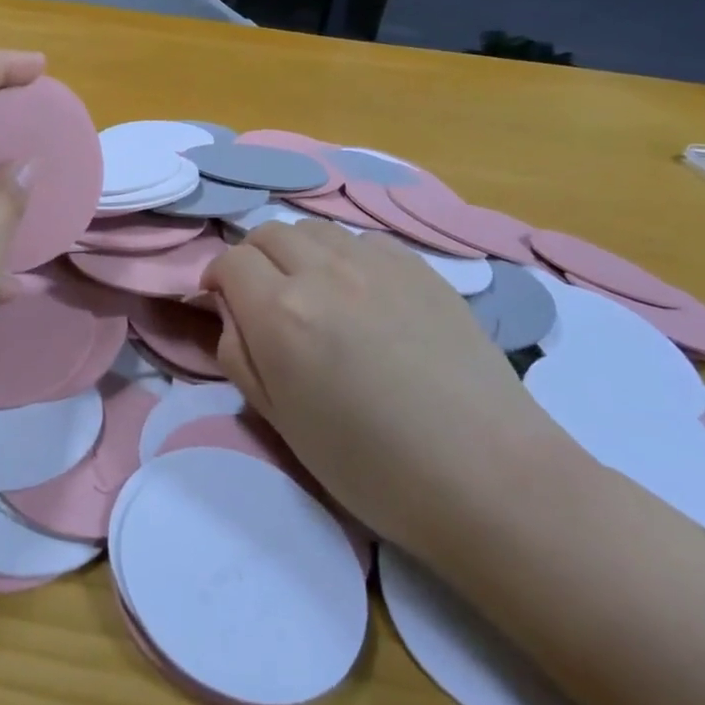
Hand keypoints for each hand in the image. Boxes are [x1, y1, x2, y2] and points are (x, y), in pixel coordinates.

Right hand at [203, 222, 570, 563]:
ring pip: (315, 229)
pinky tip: (363, 295)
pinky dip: (344, 256)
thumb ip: (240, 355)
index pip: (230, 261)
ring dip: (298, 252)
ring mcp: (377, 263)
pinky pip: (362, 241)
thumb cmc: (371, 466)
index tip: (223, 303)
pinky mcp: (420, 267)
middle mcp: (323, 272)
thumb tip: (233, 314)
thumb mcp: (280, 421)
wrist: (486, 475)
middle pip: (268, 233)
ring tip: (313, 292)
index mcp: (281, 313)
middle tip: (263, 298)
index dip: (218, 279)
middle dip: (253, 259)